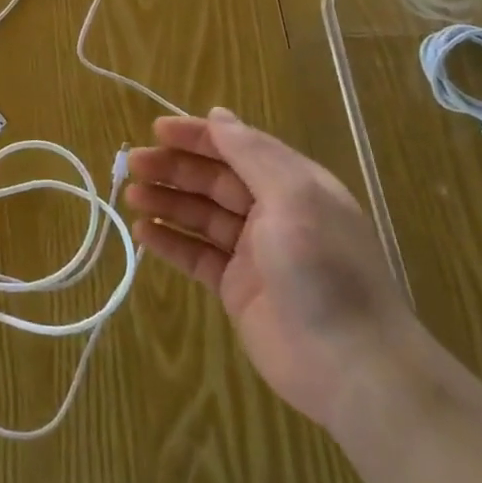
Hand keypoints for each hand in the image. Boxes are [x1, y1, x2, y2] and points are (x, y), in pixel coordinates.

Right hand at [126, 107, 424, 430]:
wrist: (350, 366)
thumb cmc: (322, 269)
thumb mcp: (292, 197)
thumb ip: (252, 154)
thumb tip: (219, 115)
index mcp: (293, 185)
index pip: (238, 147)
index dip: (198, 137)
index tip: (155, 130)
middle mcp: (273, 213)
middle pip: (214, 180)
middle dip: (174, 168)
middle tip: (133, 164)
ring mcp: (254, 253)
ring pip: (201, 216)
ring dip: (167, 201)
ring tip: (131, 196)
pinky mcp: (237, 288)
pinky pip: (197, 255)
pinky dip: (170, 241)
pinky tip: (143, 232)